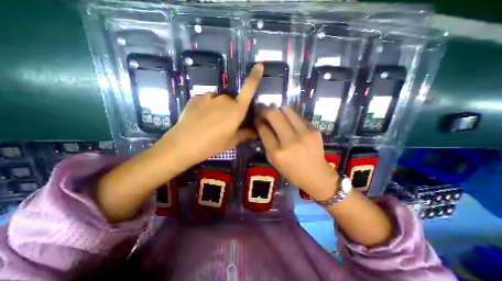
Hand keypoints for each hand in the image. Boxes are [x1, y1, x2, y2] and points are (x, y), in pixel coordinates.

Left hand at [159, 63, 263, 164]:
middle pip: (232, 101)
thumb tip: (254, 133)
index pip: (249, 89)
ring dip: (218, 108)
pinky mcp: (196, 97)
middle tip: (223, 124)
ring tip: (210, 122)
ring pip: (218, 101)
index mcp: (237, 110)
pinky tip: (200, 119)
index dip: (255, 77)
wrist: (184, 143)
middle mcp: (225, 99)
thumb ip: (244, 134)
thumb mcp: (231, 141)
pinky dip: (206, 107)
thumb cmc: (213, 144)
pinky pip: (206, 100)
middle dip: (231, 110)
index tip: (259, 65)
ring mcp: (209, 97)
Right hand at [255, 107, 336, 200]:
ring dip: (279, 110)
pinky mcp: (314, 129)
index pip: (264, 129)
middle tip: (263, 111)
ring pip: (287, 110)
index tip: (257, 118)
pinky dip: (291, 118)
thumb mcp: (273, 161)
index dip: (258, 121)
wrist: (316, 175)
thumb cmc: (291, 171)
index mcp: (277, 152)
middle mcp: (290, 141)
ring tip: (277, 115)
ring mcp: (304, 133)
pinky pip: (298, 117)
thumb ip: (266, 143)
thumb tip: (263, 125)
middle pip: (274, 114)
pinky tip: (291, 125)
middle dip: (265, 110)